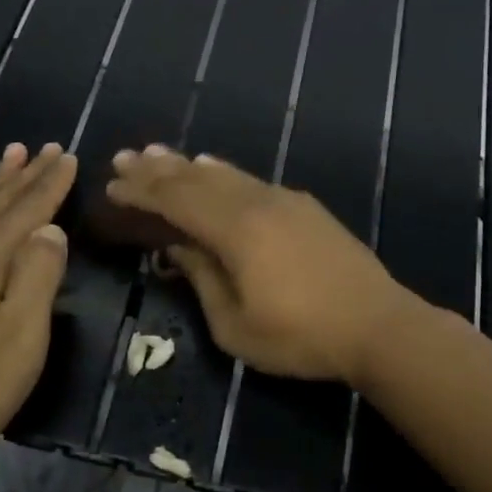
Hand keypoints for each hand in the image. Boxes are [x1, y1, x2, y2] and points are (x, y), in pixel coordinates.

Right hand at [105, 147, 412, 385]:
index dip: (142, 192)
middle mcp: (257, 203)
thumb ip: (202, 280)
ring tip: (160, 154)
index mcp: (235, 231)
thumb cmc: (301, 337)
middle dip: (158, 169)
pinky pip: (253, 181)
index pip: (176, 201)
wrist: (378, 326)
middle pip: (197, 179)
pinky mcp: (305, 208)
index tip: (113, 184)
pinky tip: (215, 167)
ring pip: (226, 174)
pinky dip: (225, 173)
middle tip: (125, 156)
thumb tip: (178, 248)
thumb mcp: (236, 326)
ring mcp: (284, 201)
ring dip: (189, 165)